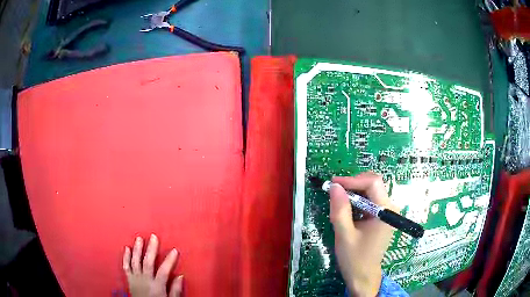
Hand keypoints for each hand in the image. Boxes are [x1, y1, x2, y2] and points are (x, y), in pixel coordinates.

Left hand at [123, 234, 182, 296]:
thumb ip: (175, 290)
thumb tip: (180, 276)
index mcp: (156, 286)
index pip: (164, 270)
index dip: (169, 260)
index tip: (174, 250)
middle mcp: (145, 281)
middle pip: (147, 262)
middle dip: (151, 249)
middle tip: (153, 237)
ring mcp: (135, 279)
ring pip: (135, 262)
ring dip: (137, 249)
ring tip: (139, 238)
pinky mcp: (129, 280)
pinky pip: (126, 266)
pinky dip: (125, 257)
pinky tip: (127, 248)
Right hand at [329, 173, 397, 296]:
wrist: (363, 276)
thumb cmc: (355, 259)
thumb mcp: (344, 235)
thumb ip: (340, 209)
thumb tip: (334, 186)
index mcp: (385, 211)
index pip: (373, 182)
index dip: (352, 179)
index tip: (333, 184)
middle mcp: (390, 207)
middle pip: (373, 184)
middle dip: (353, 184)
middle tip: (335, 192)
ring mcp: (387, 212)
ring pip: (371, 191)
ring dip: (354, 192)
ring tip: (339, 202)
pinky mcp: (382, 217)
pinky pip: (370, 200)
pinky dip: (357, 200)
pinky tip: (347, 209)